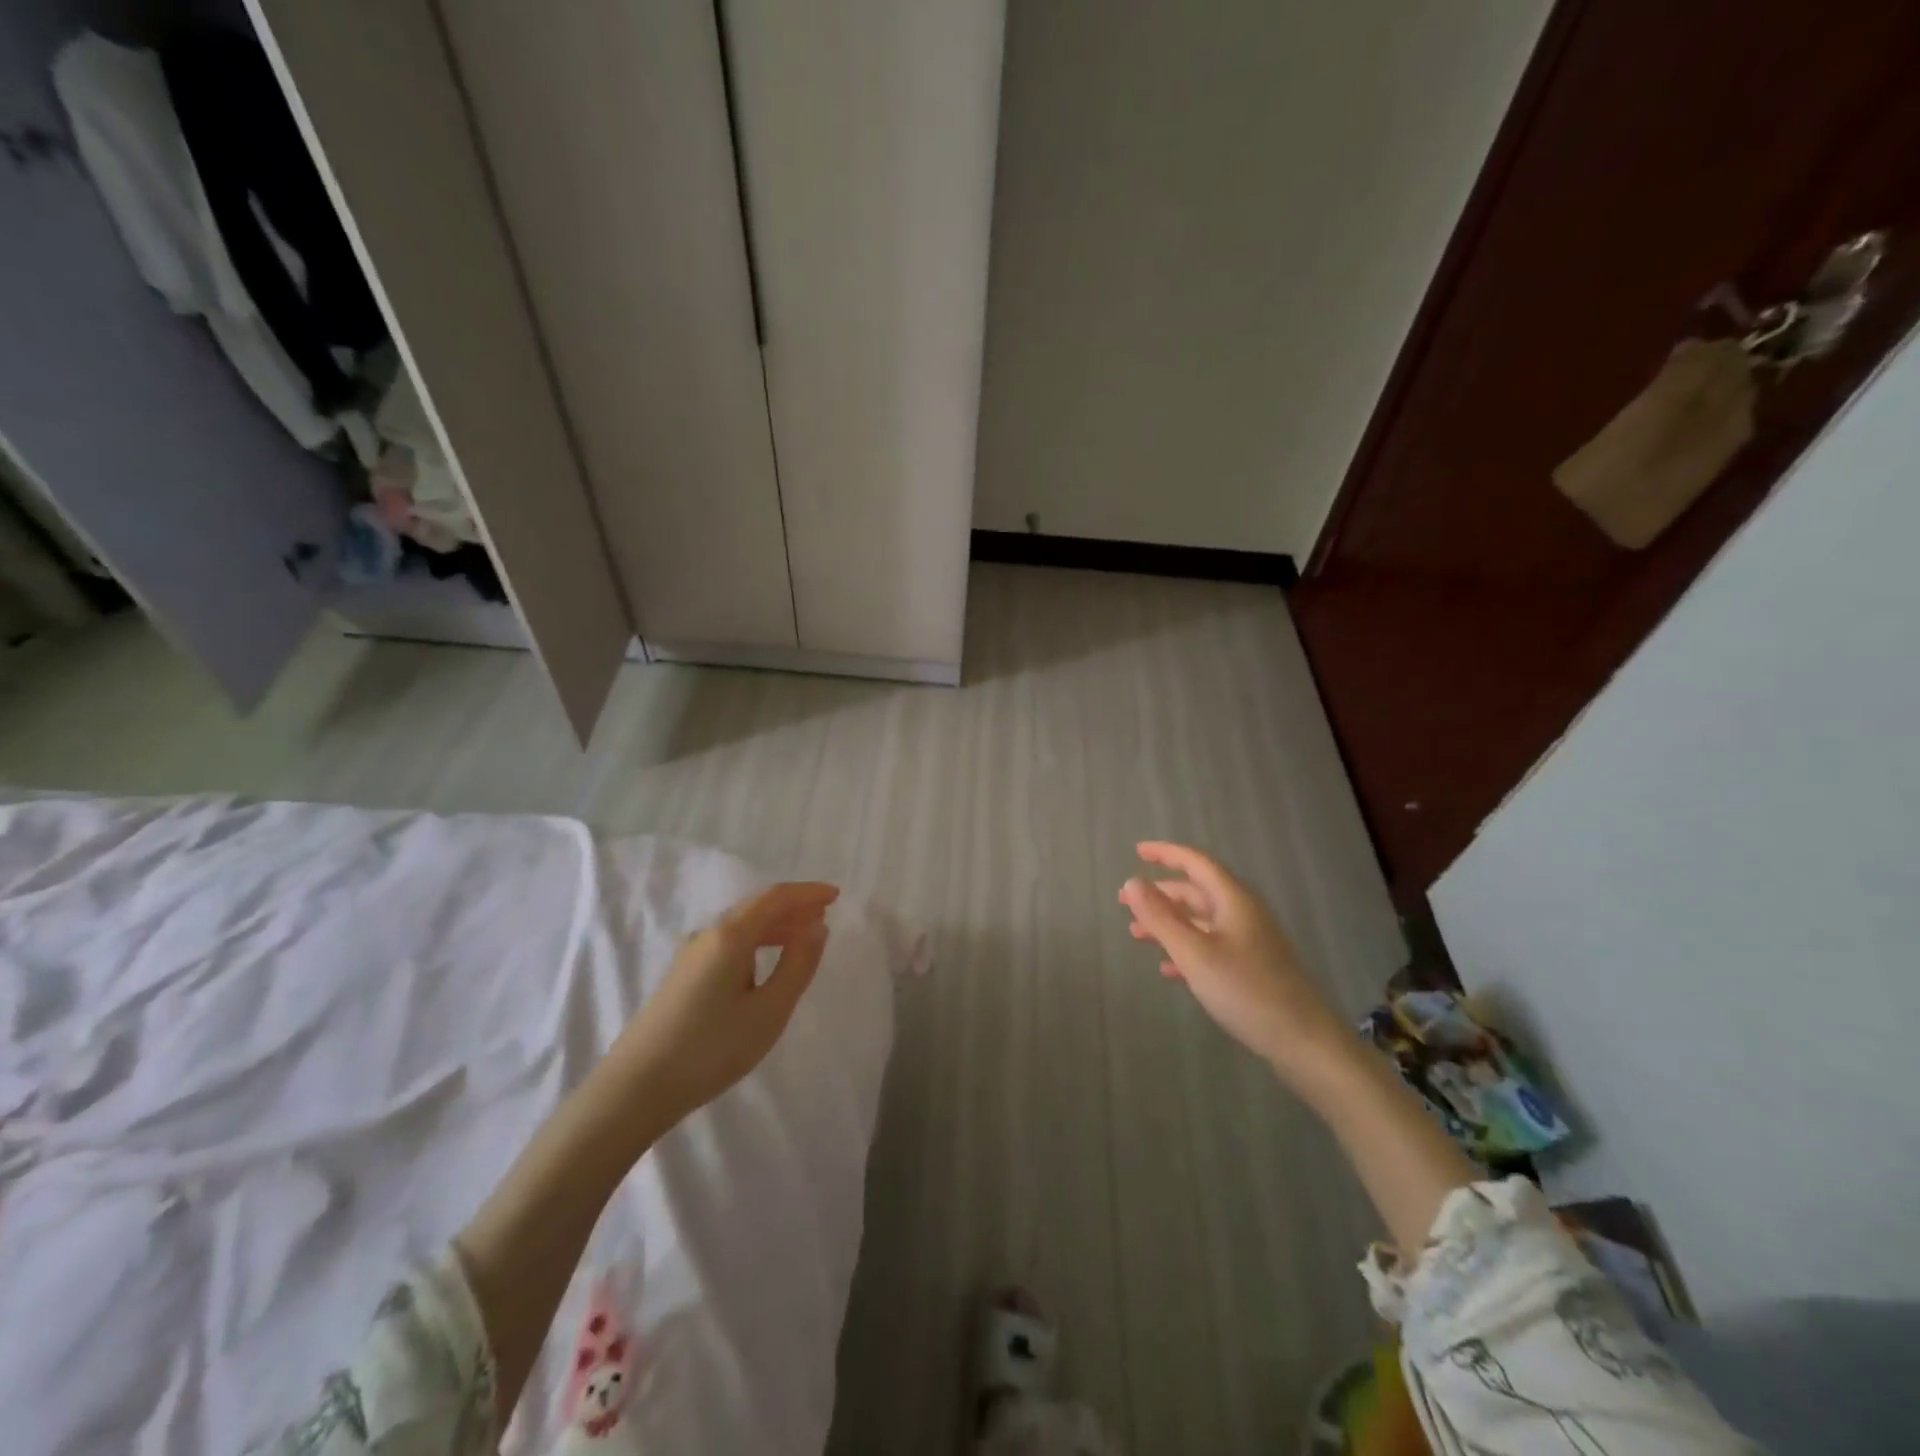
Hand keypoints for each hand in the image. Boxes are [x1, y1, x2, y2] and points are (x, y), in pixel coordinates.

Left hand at [601, 882, 839, 1129]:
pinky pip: (728, 944)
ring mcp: (690, 956)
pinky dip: (756, 943)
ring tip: (802, 938)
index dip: (807, 893)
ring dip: (774, 926)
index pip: (775, 898)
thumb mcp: (769, 1011)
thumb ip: (797, 964)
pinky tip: (764, 965)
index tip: (835, 895)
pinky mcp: (682, 977)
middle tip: (823, 916)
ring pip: (741, 927)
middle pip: (756, 908)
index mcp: (730, 936)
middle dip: (792, 908)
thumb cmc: (711, 1049)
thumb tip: (817, 926)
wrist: (635, 1089)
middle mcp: (708, 935)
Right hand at [1119, 842, 1349, 1079]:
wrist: (1304, 1042)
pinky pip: (1211, 947)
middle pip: (1196, 892)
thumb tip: (1132, 881)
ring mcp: (1250, 942)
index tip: (1136, 851)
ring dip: (1168, 924)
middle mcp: (1243, 913)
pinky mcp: (1252, 968)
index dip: (1165, 854)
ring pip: (1201, 921)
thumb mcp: (1195, 953)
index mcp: (1233, 900)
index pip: (1196, 863)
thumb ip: (1161, 917)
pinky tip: (1167, 968)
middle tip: (1124, 901)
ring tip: (1136, 934)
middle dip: (1159, 894)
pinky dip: (1186, 950)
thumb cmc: (1246, 991)